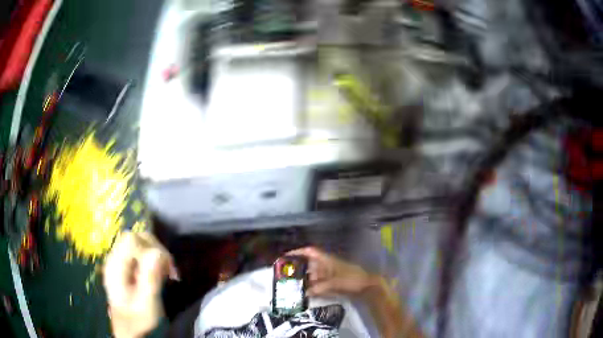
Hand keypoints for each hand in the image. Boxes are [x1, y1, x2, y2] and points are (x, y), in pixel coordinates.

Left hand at [103, 232, 178, 337]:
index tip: (166, 268)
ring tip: (164, 271)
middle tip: (168, 269)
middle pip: (135, 237)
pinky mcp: (124, 265)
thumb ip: (150, 279)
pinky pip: (139, 251)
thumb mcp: (147, 303)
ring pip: (138, 241)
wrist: (129, 329)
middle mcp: (114, 258)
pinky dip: (152, 258)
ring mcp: (118, 260)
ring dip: (155, 252)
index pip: (132, 240)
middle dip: (155, 248)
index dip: (151, 249)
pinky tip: (157, 272)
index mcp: (116, 266)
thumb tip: (159, 254)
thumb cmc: (138, 319)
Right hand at [286, 247, 377, 296]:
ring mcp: (329, 274)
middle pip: (309, 264)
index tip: (286, 256)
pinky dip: (311, 287)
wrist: (367, 286)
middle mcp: (326, 265)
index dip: (298, 252)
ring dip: (304, 279)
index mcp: (327, 260)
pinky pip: (318, 283)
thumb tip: (304, 293)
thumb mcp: (334, 283)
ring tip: (291, 285)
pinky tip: (304, 293)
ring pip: (312, 275)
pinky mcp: (332, 282)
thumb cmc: (352, 280)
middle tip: (284, 275)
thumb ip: (318, 288)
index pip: (310, 252)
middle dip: (297, 268)